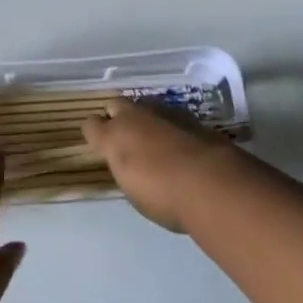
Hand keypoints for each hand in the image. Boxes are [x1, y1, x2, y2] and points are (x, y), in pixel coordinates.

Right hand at [82, 98, 242, 231]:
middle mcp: (133, 117)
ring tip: (156, 141)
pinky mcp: (188, 114)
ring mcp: (161, 111)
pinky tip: (180, 143)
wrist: (211, 183)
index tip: (101, 147)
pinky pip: (169, 115)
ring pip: (144, 106)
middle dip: (118, 118)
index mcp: (113, 138)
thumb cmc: (165, 197)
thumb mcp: (135, 193)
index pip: (91, 125)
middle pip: (116, 105)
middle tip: (128, 140)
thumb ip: (128, 171)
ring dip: (145, 120)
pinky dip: (170, 126)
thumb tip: (132, 165)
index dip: (95, 135)